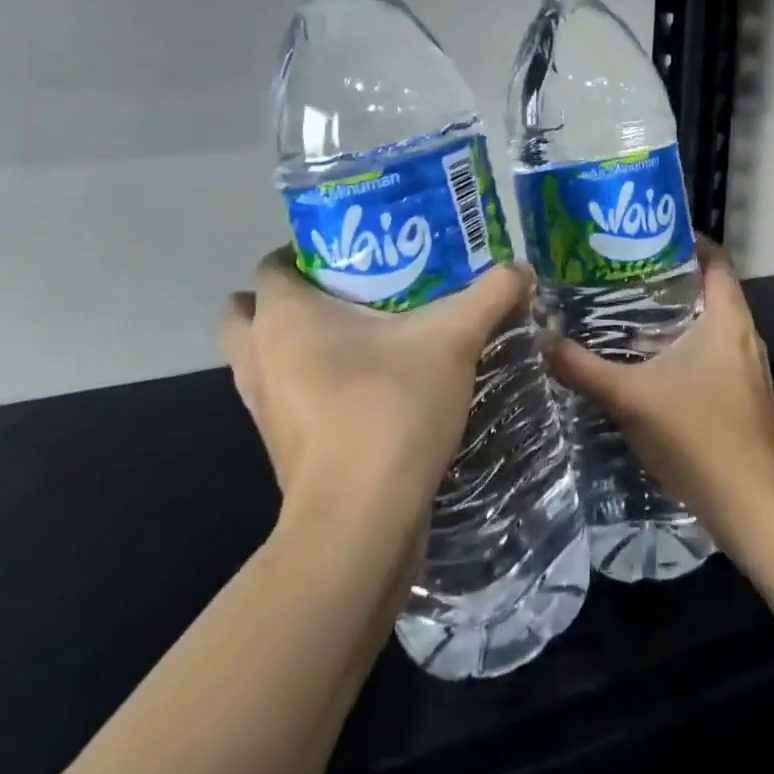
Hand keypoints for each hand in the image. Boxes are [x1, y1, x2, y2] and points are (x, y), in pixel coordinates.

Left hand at [221, 248, 532, 531]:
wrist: (360, 524)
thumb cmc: (390, 408)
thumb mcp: (454, 339)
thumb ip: (490, 295)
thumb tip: (522, 267)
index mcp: (284, 316)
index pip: (273, 263)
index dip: (308, 250)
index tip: (359, 250)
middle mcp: (259, 356)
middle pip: (251, 310)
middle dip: (292, 296)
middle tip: (351, 289)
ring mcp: (263, 407)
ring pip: (265, 357)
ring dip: (297, 343)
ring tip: (361, 333)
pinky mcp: (281, 446)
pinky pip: (286, 395)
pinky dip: (310, 383)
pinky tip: (367, 382)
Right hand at [542, 240, 773, 557]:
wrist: (753, 506)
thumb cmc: (696, 435)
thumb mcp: (630, 398)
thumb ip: (585, 368)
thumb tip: (544, 341)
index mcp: (728, 317)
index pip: (716, 258)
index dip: (686, 241)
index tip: (645, 238)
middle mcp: (745, 334)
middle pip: (712, 289)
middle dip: (671, 280)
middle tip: (625, 275)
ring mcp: (750, 368)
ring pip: (714, 325)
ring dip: (680, 317)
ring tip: (633, 314)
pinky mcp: (747, 396)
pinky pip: (717, 354)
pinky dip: (689, 347)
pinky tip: (656, 364)